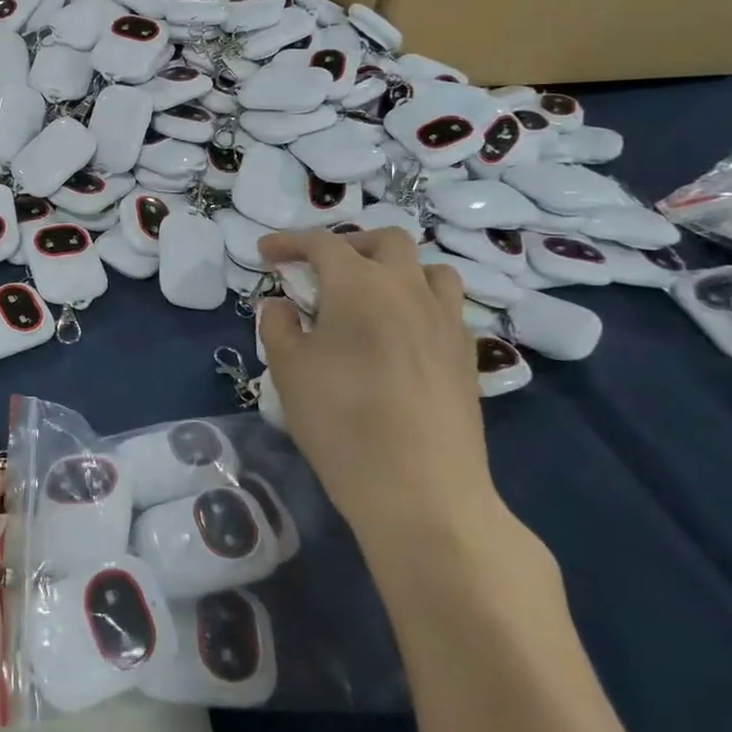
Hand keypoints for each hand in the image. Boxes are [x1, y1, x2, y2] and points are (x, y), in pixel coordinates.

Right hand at [257, 228, 495, 547]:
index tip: (266, 253)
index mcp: (359, 285)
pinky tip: (400, 334)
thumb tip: (281, 305)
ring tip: (370, 295)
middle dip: (348, 245)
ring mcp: (445, 320)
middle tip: (320, 270)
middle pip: (385, 240)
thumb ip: (278, 326)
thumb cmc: (342, 423)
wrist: (421, 491)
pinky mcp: (466, 354)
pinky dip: (419, 303)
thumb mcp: (289, 371)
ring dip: (395, 269)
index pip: (321, 244)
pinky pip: (446, 306)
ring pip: (429, 268)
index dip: (289, 242)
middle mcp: (407, 289)